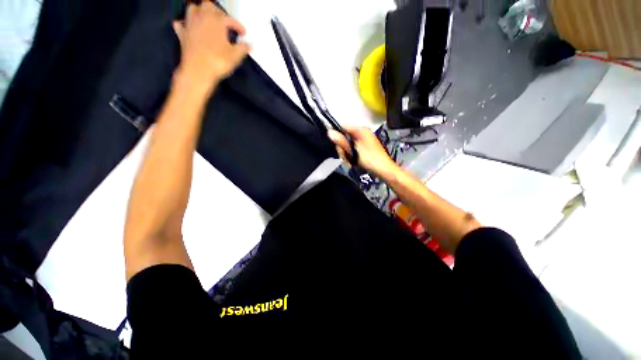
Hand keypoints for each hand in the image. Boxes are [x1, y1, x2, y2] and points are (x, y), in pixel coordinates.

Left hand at [173, 2, 249, 91]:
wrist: (198, 70)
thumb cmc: (218, 61)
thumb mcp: (235, 56)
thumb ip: (243, 48)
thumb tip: (250, 45)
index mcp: (217, 21)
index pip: (230, 19)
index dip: (238, 26)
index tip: (243, 34)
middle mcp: (202, 17)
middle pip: (208, 5)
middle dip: (217, 12)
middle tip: (224, 22)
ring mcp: (190, 24)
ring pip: (193, 8)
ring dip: (200, 12)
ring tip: (207, 21)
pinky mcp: (182, 34)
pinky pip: (181, 23)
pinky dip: (185, 24)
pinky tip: (190, 28)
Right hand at [328, 126, 398, 178]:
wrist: (384, 169)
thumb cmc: (370, 159)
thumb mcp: (354, 150)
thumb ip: (342, 141)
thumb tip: (330, 132)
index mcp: (361, 130)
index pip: (343, 127)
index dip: (336, 134)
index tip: (335, 145)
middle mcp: (362, 133)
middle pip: (344, 137)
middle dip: (343, 148)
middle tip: (346, 156)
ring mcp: (363, 140)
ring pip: (347, 144)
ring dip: (346, 154)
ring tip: (350, 161)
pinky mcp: (364, 147)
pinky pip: (352, 148)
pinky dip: (351, 155)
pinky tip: (353, 161)